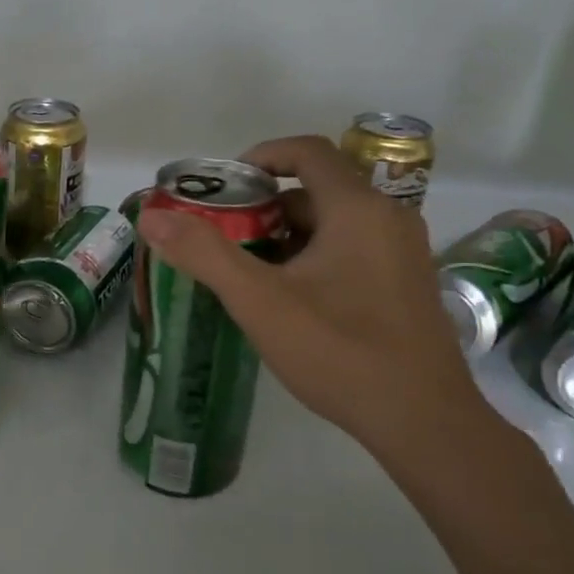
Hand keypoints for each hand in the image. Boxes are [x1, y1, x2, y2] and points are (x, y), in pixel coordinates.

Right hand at [136, 135, 490, 462]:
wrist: (422, 421)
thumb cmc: (339, 351)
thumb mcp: (260, 301)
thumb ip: (204, 254)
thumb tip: (152, 217)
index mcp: (358, 209)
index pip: (307, 152)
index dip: (261, 157)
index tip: (224, 187)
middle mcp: (389, 218)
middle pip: (317, 190)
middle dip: (265, 207)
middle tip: (225, 238)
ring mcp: (404, 253)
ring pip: (334, 224)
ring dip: (287, 236)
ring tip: (248, 272)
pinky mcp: (407, 285)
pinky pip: (353, 250)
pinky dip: (315, 257)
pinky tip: (289, 300)